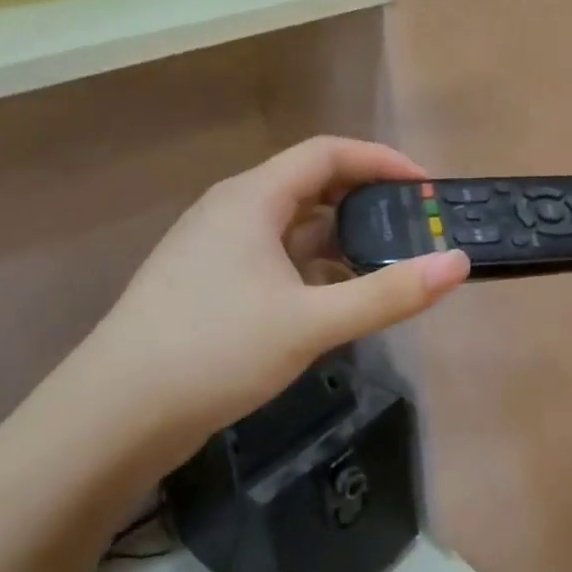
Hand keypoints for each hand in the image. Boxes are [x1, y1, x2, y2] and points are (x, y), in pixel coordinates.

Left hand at [68, 137, 467, 475]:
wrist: (113, 418)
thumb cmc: (214, 351)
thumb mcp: (312, 323)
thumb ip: (389, 294)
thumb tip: (458, 264)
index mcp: (251, 199)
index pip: (327, 153)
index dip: (381, 161)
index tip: (426, 188)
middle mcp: (232, 211)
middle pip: (310, 185)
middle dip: (366, 200)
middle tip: (413, 226)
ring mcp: (216, 250)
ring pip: (291, 226)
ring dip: (340, 237)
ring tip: (386, 263)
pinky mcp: (209, 286)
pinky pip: (275, 259)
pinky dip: (313, 268)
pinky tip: (337, 301)